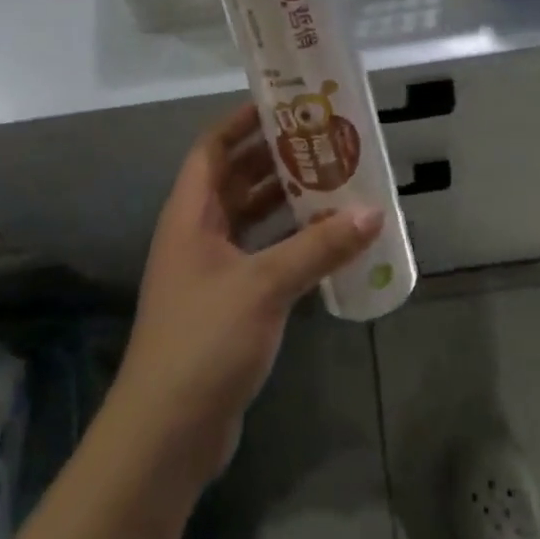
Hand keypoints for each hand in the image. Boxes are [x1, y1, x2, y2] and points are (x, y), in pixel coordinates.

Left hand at [109, 103, 383, 487]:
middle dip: (275, 158)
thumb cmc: (205, 340)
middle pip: (236, 180)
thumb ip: (319, 247)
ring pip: (252, 219)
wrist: (166, 434)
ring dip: (287, 201)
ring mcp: (210, 272)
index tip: (283, 104)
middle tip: (323, 140)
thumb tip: (373, 211)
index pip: (212, 149)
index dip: (242, 122)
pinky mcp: (227, 305)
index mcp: (191, 215)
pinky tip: (327, 241)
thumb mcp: (265, 285)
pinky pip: (262, 255)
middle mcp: (197, 235)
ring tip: (334, 181)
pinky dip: (290, 243)